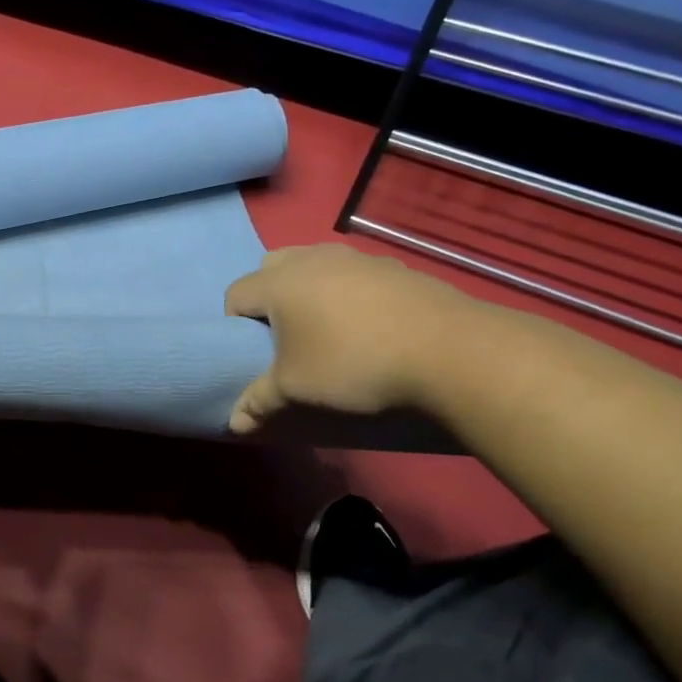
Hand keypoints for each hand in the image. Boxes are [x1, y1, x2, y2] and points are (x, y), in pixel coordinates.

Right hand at [223, 245, 467, 429]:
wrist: (449, 351)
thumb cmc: (352, 364)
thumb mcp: (296, 390)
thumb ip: (258, 402)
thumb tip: (233, 424)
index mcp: (279, 282)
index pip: (236, 294)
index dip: (235, 325)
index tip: (254, 353)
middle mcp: (312, 258)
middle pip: (270, 267)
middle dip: (268, 296)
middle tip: (285, 334)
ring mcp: (356, 257)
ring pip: (314, 264)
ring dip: (309, 290)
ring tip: (328, 329)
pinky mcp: (394, 265)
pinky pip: (353, 273)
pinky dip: (348, 292)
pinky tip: (369, 325)